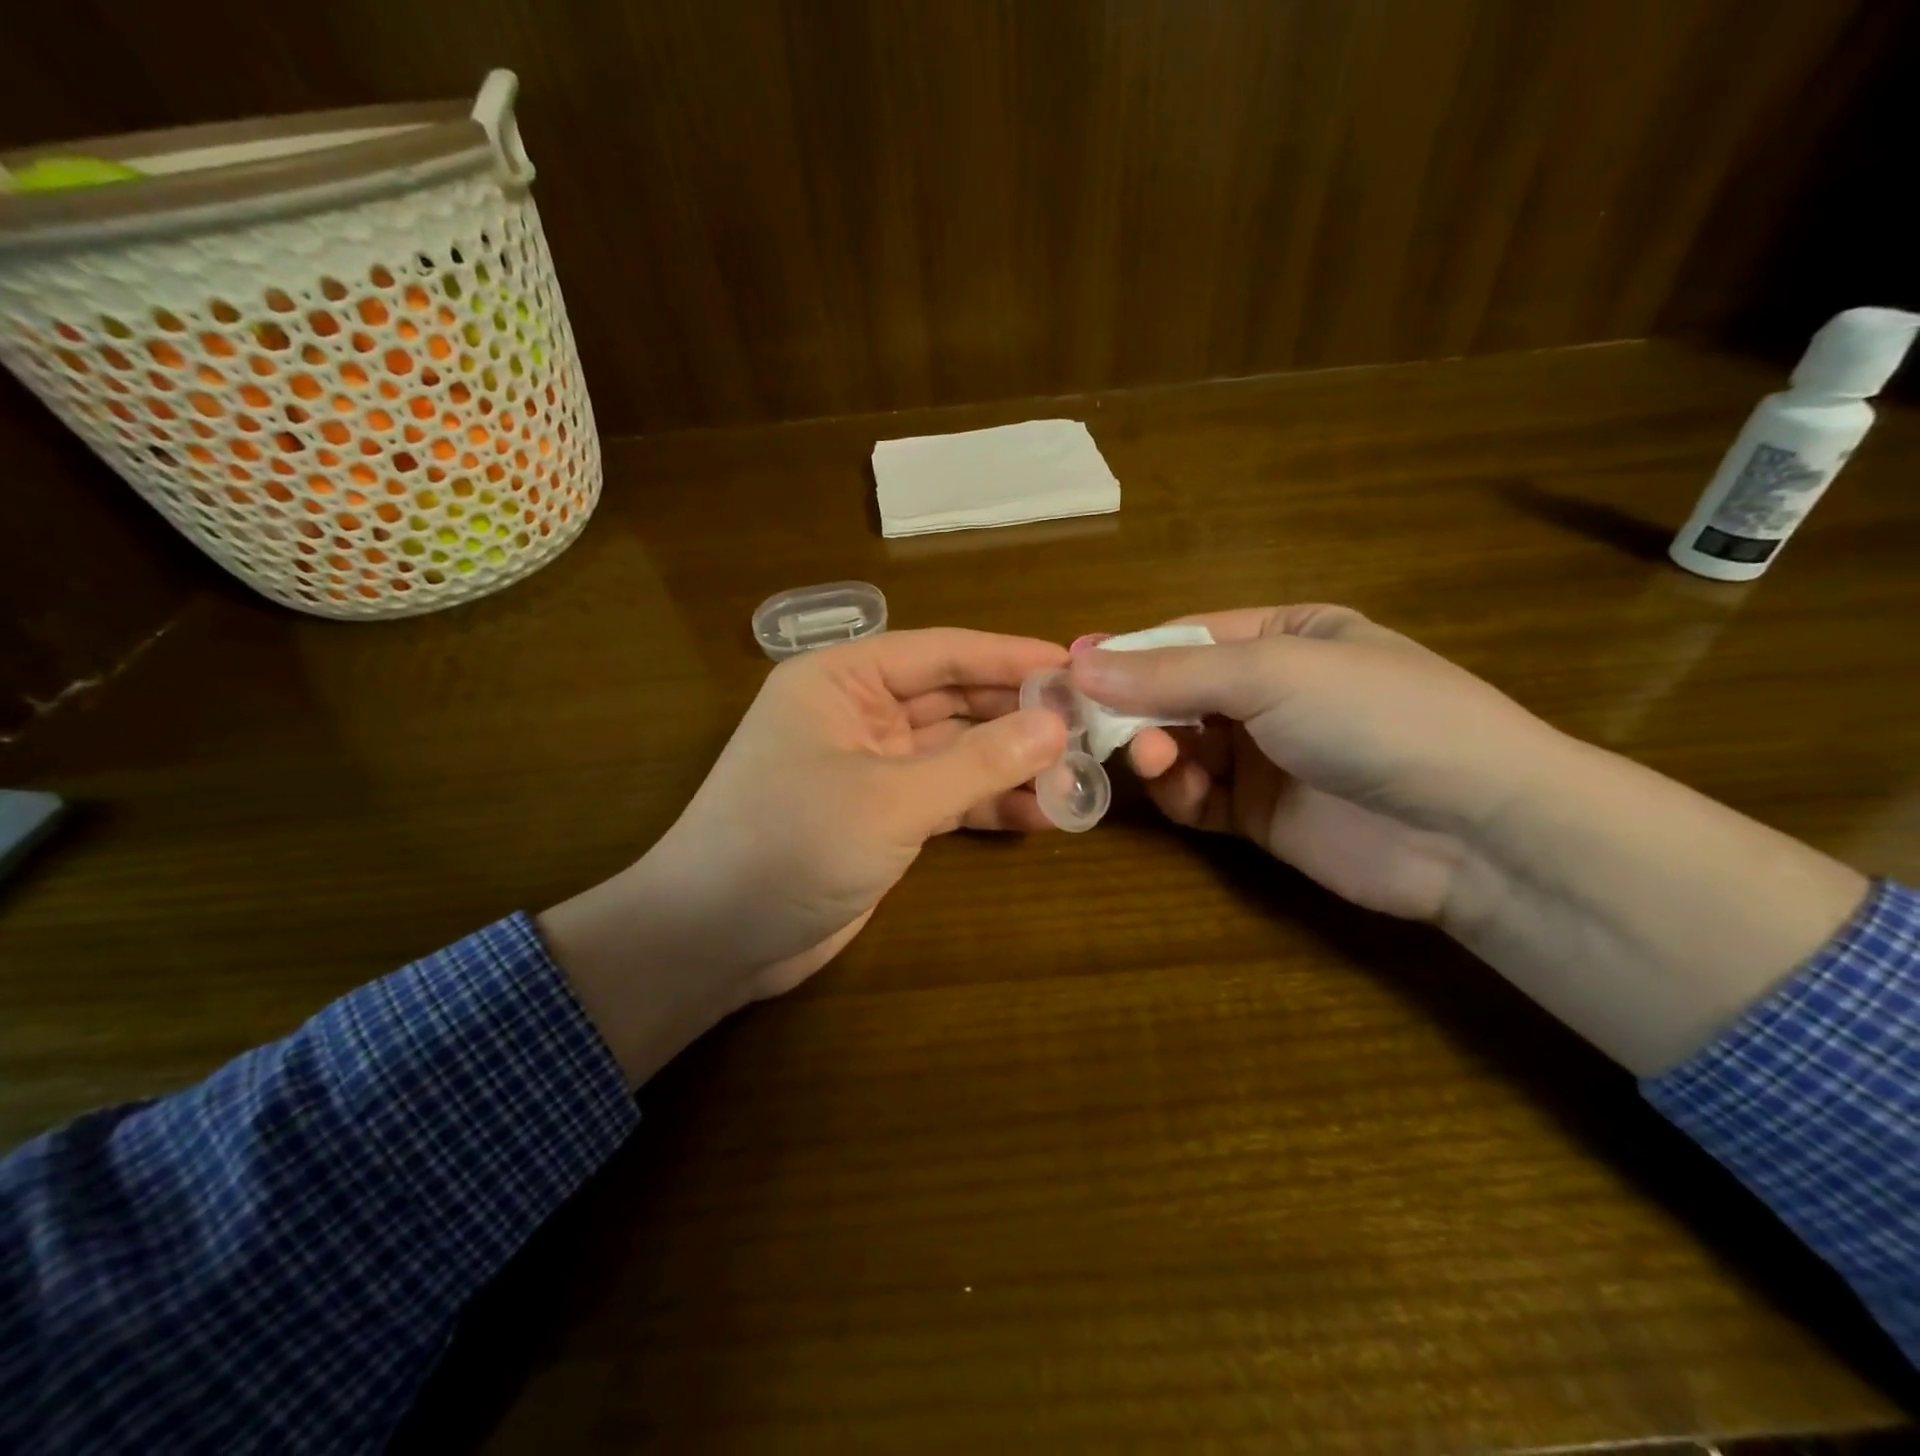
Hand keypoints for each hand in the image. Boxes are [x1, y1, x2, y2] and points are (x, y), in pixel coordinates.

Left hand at [540, 629, 1068, 1082]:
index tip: (1077, 667)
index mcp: (842, 680)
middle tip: (1090, 725)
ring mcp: (871, 768)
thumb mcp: (891, 799)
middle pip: (953, 701)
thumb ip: (977, 761)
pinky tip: (1042, 815)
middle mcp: (857, 714)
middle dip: (1018, 715)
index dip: (1010, 658)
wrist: (715, 940)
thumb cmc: (790, 845)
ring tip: (1079, 773)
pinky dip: (988, 804)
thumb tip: (1056, 725)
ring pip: (955, 752)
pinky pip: (946, 797)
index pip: (941, 653)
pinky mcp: (881, 817)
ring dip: (1010, 764)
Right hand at [1072, 604, 1864, 1072]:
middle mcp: (1268, 692)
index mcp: (1283, 636)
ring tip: (1149, 757)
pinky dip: (1176, 792)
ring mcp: (1262, 755)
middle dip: (1133, 708)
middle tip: (1089, 725)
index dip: (1125, 654)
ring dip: (1152, 750)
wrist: (1472, 830)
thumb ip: (1168, 672)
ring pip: (1176, 746)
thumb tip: (1076, 660)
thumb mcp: (1270, 675)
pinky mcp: (1257, 814)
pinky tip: (1176, 789)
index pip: (1182, 637)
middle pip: (1171, 693)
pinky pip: (1195, 796)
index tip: (1070, 672)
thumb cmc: (1375, 717)